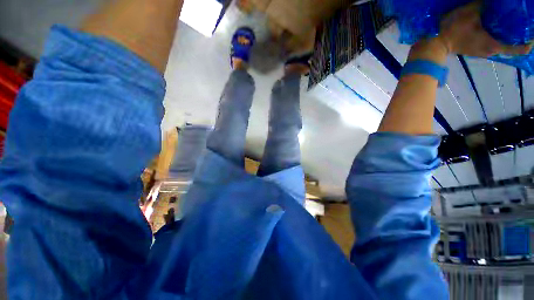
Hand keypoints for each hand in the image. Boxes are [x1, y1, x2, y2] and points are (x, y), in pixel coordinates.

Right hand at [436, 1, 532, 56]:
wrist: (435, 44)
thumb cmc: (453, 30)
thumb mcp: (469, 12)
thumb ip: (483, 4)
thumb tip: (491, 1)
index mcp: (493, 45)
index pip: (518, 49)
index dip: (527, 43)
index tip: (531, 35)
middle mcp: (491, 51)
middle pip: (511, 47)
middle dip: (516, 36)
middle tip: (518, 23)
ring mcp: (483, 52)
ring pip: (501, 45)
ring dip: (506, 36)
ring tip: (508, 24)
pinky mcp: (476, 50)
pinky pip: (493, 44)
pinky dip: (497, 37)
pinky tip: (495, 28)